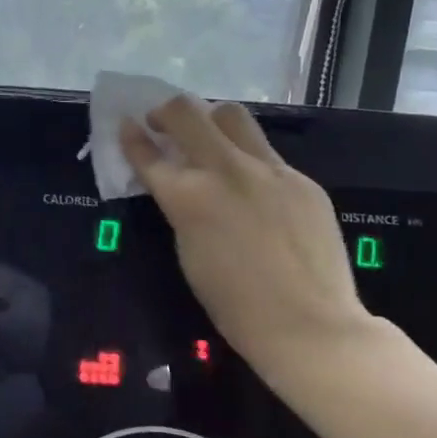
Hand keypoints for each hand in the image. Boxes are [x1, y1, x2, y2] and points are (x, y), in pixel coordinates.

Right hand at [120, 98, 377, 376]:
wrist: (310, 326)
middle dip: (167, 111)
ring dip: (211, 121)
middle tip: (163, 124)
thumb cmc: (234, 304)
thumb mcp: (188, 249)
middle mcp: (226, 170)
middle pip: (188, 112)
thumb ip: (180, 206)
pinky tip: (253, 189)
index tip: (127, 125)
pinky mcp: (302, 179)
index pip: (148, 153)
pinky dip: (248, 160)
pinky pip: (267, 154)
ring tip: (209, 141)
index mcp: (189, 197)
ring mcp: (269, 170)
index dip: (132, 136)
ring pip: (233, 116)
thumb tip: (178, 181)